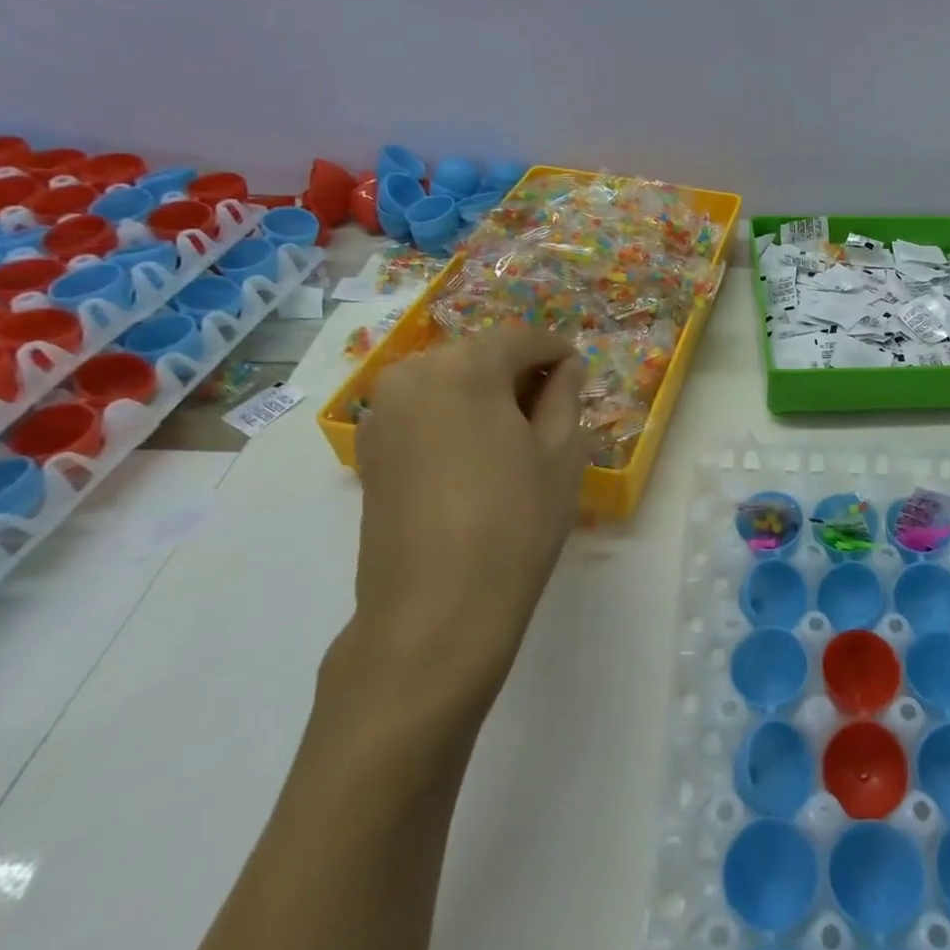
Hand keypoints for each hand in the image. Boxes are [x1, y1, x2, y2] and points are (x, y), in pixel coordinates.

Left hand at [341, 326, 590, 717]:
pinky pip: (423, 412)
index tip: (580, 374)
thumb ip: (566, 395)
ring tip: (517, 436)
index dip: (557, 351)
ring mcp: (382, 413)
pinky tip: (477, 457)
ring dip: (486, 395)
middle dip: (520, 372)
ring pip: (449, 382)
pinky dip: (455, 418)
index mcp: (465, 366)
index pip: (522, 338)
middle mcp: (413, 375)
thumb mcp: (562, 452)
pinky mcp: (370, 450)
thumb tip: (566, 367)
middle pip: (480, 355)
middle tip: (553, 409)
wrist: (435, 611)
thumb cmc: (515, 521)